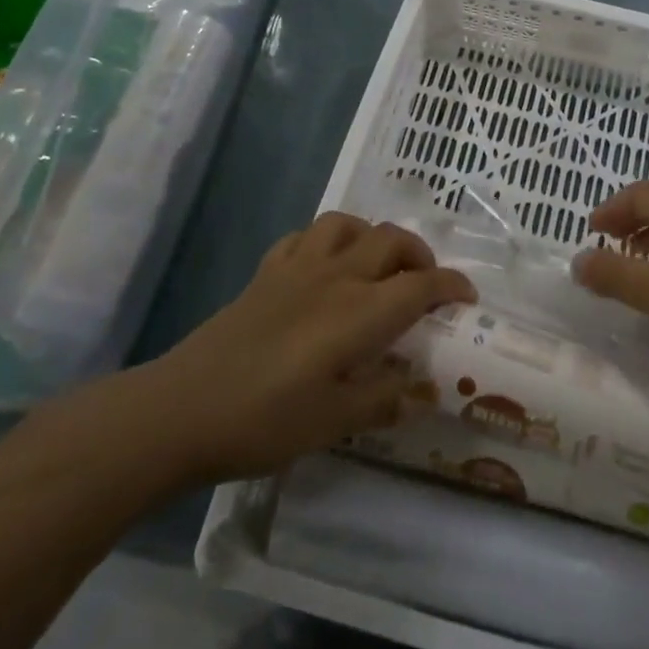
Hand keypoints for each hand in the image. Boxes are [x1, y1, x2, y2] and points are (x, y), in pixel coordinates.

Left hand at [156, 214, 475, 480]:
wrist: (180, 409)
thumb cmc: (263, 420)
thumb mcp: (333, 423)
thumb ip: (381, 399)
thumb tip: (417, 389)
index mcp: (360, 313)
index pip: (421, 285)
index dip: (451, 286)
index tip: (467, 298)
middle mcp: (336, 277)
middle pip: (391, 241)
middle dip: (419, 255)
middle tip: (425, 285)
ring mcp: (297, 268)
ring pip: (348, 225)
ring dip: (373, 237)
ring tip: (378, 265)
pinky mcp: (266, 272)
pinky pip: (306, 236)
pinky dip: (328, 240)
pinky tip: (325, 267)